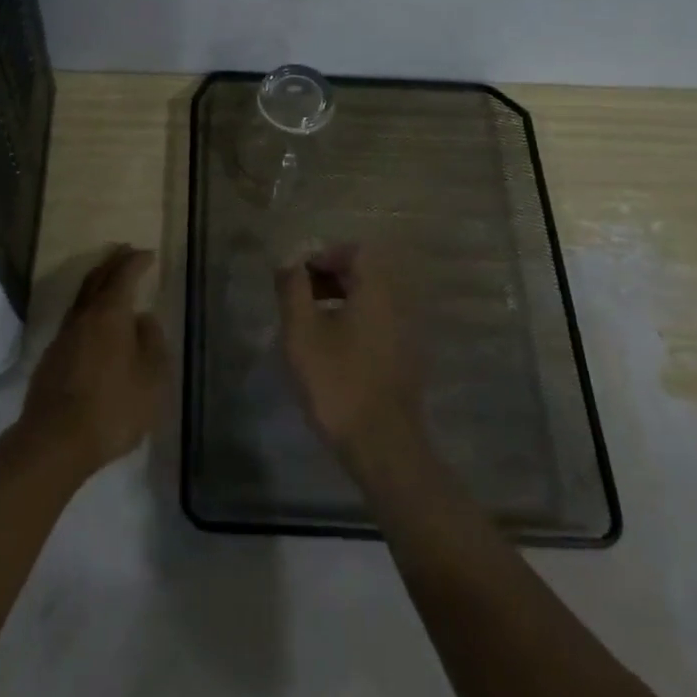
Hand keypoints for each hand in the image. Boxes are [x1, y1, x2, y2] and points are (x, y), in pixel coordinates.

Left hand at [16, 246, 169, 480]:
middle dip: (113, 262)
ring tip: (111, 280)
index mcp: (109, 315)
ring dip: (97, 283)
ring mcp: (63, 337)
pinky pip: (74, 320)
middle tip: (126, 251)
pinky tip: (95, 323)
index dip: (136, 262)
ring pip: (82, 299)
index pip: (123, 276)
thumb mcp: (151, 379)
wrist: (54, 441)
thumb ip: (152, 344)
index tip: (148, 254)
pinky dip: (88, 309)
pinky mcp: (51, 358)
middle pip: (96, 279)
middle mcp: (83, 317)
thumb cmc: (112, 408)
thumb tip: (144, 320)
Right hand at [276, 244, 426, 470]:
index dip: (324, 255)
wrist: (383, 445)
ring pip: (371, 301)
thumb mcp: (302, 332)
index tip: (298, 277)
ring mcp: (407, 333)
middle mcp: (399, 304)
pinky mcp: (406, 359)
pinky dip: (354, 323)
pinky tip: (331, 350)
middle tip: (299, 298)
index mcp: (377, 291)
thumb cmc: (338, 382)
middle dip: (329, 277)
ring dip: (340, 301)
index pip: (356, 251)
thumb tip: (289, 262)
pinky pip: (378, 324)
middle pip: (366, 273)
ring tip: (309, 324)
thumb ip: (293, 289)